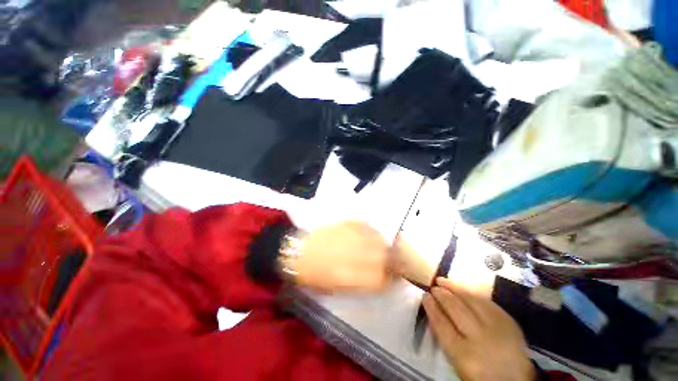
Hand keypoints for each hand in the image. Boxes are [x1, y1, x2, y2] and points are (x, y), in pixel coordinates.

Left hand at [285, 222, 392, 292]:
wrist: (299, 252)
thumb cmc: (315, 276)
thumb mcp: (337, 288)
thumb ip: (362, 284)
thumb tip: (380, 278)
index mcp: (351, 277)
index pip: (382, 279)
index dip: (392, 279)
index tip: (394, 277)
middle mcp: (354, 256)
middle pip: (385, 257)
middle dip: (393, 260)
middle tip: (392, 261)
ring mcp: (351, 237)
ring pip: (378, 239)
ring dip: (384, 245)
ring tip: (381, 247)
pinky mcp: (346, 224)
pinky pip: (366, 226)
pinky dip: (372, 231)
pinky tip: (369, 235)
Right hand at [422, 277, 535, 380]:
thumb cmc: (480, 374)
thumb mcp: (458, 362)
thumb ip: (446, 337)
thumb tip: (434, 311)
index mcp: (463, 354)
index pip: (441, 324)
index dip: (431, 307)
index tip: (425, 296)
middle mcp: (479, 338)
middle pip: (455, 308)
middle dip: (441, 294)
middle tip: (433, 287)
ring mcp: (496, 328)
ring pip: (470, 300)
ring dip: (454, 287)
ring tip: (442, 280)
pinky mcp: (508, 321)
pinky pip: (486, 301)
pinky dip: (471, 293)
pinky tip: (463, 288)